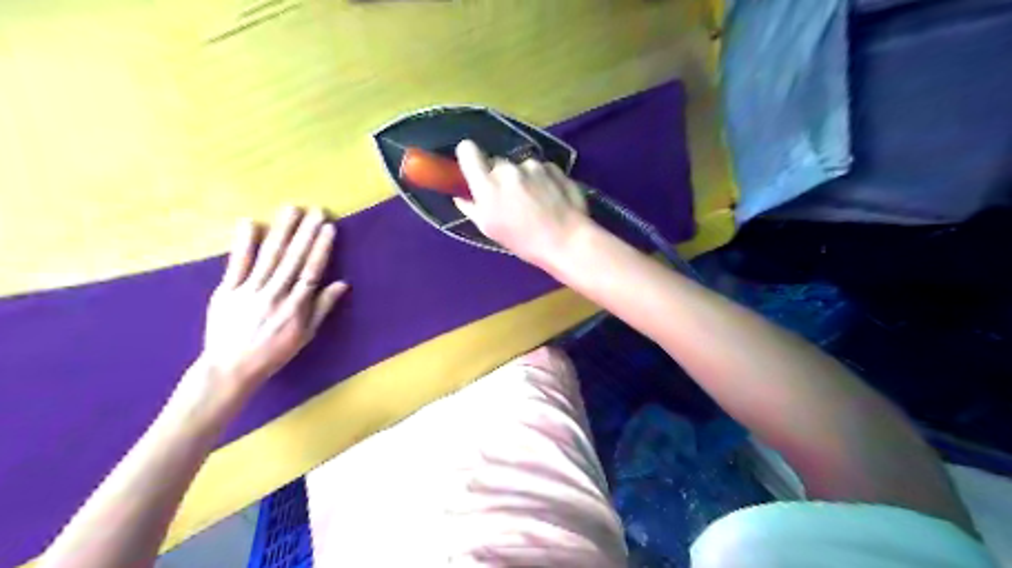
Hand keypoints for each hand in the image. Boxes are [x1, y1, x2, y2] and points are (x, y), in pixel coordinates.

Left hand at [194, 205, 349, 399]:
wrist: (230, 368)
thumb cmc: (274, 352)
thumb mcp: (305, 335)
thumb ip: (322, 307)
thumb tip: (342, 284)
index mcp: (296, 307)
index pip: (312, 271)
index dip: (321, 248)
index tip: (328, 228)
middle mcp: (275, 295)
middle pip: (293, 259)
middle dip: (305, 233)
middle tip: (315, 210)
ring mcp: (249, 291)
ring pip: (270, 256)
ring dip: (282, 231)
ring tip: (291, 210)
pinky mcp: (226, 291)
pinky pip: (236, 264)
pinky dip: (244, 244)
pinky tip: (250, 223)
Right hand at [453, 140, 590, 268]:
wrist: (567, 240)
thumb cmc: (524, 241)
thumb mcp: (490, 230)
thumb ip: (472, 208)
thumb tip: (461, 196)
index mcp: (487, 185)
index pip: (468, 150)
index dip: (469, 156)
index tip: (474, 167)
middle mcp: (508, 169)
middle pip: (496, 163)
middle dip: (499, 177)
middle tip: (510, 199)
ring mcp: (533, 166)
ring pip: (519, 167)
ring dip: (522, 178)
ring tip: (534, 203)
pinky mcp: (553, 167)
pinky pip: (540, 169)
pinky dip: (541, 179)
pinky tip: (549, 199)